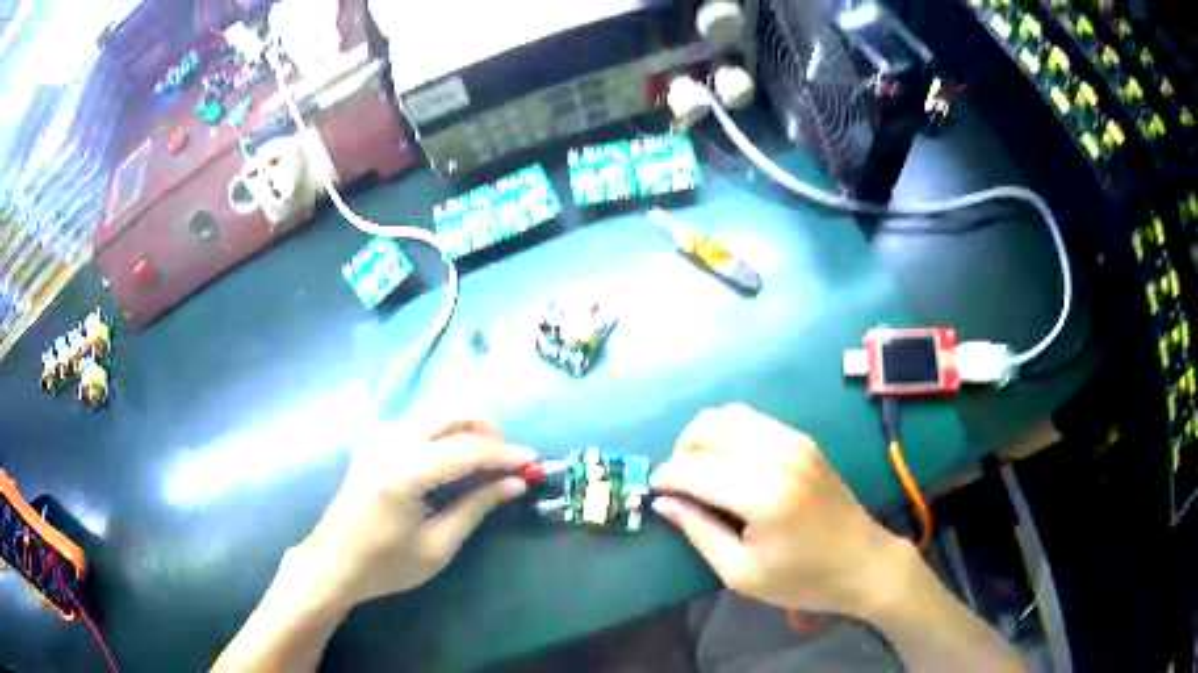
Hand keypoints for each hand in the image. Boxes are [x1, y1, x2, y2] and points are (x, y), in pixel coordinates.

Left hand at [292, 417, 533, 612]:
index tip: (534, 462)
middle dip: (488, 430)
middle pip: (450, 413)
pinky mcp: (375, 442)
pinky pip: (421, 422)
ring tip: (490, 459)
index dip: (504, 454)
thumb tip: (516, 483)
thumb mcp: (438, 546)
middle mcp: (390, 443)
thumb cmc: (386, 565)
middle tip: (511, 459)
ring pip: (435, 412)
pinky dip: (448, 431)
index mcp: (404, 473)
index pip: (466, 449)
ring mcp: (379, 437)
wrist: (333, 563)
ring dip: (468, 427)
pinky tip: (459, 457)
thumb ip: (476, 507)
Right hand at [650, 403, 906, 617]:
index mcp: (763, 495)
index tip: (654, 491)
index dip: (666, 477)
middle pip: (709, 427)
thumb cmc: (802, 579)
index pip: (696, 468)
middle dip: (682, 450)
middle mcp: (778, 455)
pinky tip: (729, 464)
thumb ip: (699, 532)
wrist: (863, 562)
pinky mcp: (803, 440)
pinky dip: (729, 433)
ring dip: (704, 437)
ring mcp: (794, 441)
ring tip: (700, 471)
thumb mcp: (741, 573)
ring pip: (729, 414)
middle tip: (677, 483)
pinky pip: (753, 419)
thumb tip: (664, 502)